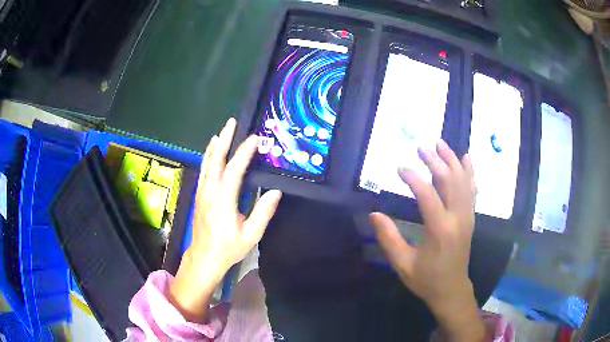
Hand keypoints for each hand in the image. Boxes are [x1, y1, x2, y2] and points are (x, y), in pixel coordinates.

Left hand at [169, 118, 282, 321]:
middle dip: (224, 140)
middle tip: (231, 123)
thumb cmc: (228, 248)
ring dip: (214, 146)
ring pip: (206, 163)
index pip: (234, 170)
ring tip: (222, 132)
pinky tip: (211, 153)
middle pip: (215, 160)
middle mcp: (210, 191)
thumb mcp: (250, 235)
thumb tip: (276, 191)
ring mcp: (202, 192)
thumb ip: (263, 212)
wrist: (204, 258)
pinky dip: (208, 157)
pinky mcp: (199, 195)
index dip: (244, 152)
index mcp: (223, 200)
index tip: (254, 139)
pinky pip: (204, 170)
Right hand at [370, 140, 485, 340]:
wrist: (452, 290)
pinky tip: (467, 158)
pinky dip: (470, 172)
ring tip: (441, 143)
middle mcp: (457, 218)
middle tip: (421, 147)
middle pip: (450, 181)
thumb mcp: (403, 264)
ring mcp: (467, 217)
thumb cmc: (426, 279)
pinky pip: (472, 190)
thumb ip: (389, 238)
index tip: (400, 168)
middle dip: (435, 161)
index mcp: (440, 230)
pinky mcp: (470, 218)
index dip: (413, 178)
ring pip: (463, 181)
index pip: (428, 195)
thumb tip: (374, 214)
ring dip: (452, 160)